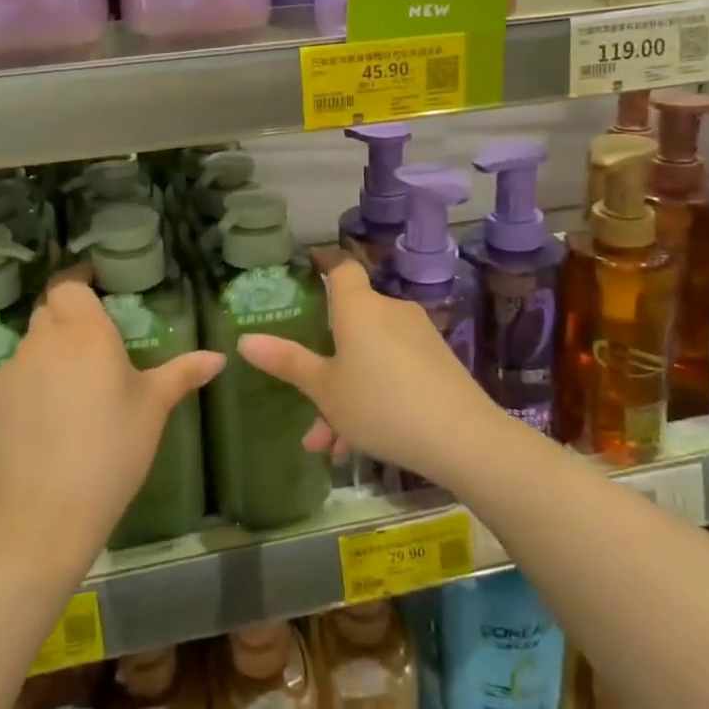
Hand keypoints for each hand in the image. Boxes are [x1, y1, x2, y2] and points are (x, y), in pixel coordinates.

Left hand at [0, 274, 222, 569]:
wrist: (44, 515)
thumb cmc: (112, 451)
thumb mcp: (153, 409)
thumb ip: (182, 374)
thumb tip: (218, 358)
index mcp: (85, 332)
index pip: (69, 284)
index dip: (78, 280)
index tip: (95, 287)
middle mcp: (43, 341)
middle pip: (49, 311)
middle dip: (68, 317)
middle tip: (92, 342)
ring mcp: (11, 372)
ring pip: (30, 346)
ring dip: (49, 353)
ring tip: (72, 389)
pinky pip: (13, 380)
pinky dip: (29, 386)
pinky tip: (45, 421)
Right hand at [238, 252, 501, 491]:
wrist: (462, 438)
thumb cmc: (380, 404)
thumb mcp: (324, 389)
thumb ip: (287, 362)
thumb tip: (245, 340)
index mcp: (358, 307)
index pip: (341, 266)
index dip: (324, 264)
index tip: (308, 269)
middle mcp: (389, 311)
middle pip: (350, 322)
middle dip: (326, 363)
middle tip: (308, 402)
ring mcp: (417, 336)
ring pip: (369, 356)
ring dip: (346, 392)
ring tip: (331, 443)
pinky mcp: (437, 362)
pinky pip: (394, 369)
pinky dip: (375, 395)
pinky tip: (360, 443)